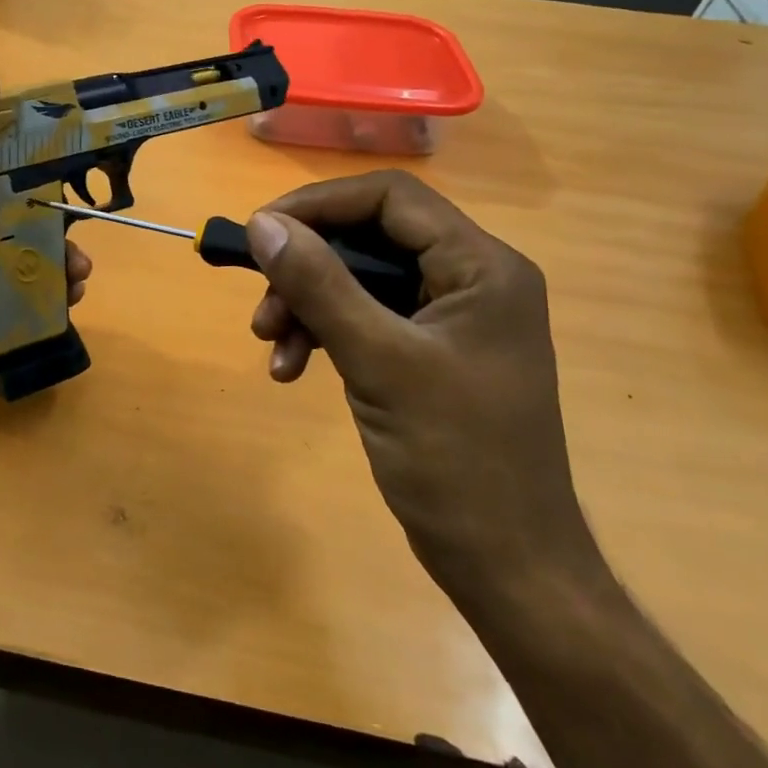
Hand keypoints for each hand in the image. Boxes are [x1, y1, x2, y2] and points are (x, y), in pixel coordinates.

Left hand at [0, 71, 92, 437]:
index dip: (20, 169)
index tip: (59, 172)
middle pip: (7, 220)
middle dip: (48, 225)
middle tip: (77, 237)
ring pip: (20, 261)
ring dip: (55, 263)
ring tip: (78, 275)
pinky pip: (21, 300)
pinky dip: (48, 297)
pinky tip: (69, 301)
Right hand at [244, 171, 599, 599]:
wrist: (507, 569)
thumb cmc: (456, 461)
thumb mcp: (378, 362)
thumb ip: (319, 285)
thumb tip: (261, 224)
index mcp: (481, 266)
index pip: (390, 198)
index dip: (319, 205)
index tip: (260, 231)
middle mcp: (470, 278)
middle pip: (369, 238)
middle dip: (306, 267)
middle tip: (261, 303)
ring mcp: (449, 317)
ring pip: (359, 279)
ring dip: (307, 304)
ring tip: (269, 343)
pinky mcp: (429, 351)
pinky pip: (364, 318)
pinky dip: (323, 334)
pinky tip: (291, 369)